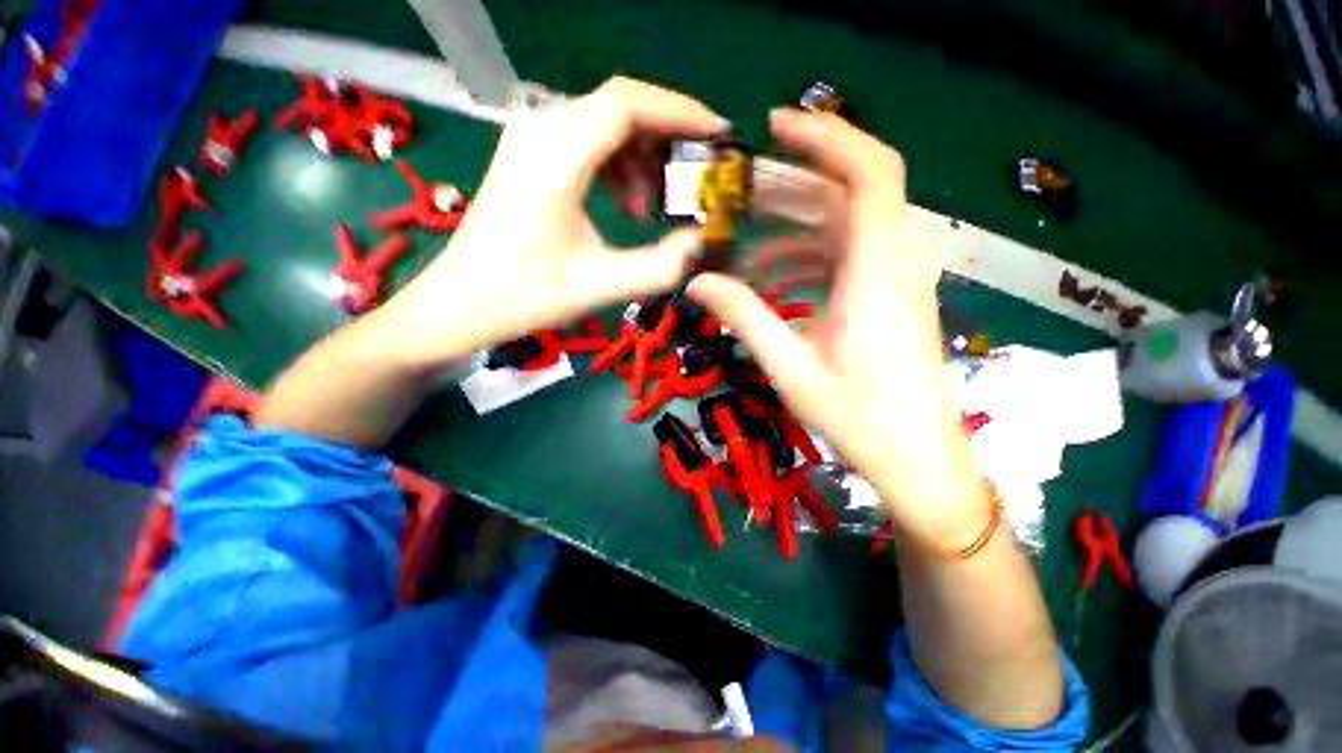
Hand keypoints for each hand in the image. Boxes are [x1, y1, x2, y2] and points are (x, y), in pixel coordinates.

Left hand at [380, 77, 728, 366]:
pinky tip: (624, 207)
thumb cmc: (526, 296)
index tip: (718, 136)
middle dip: (666, 140)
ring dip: (640, 160)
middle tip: (693, 181)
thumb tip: (700, 242)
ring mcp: (532, 142)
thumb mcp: (600, 284)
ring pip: (605, 127)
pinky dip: (617, 168)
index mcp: (556, 154)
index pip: (628, 103)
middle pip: (619, 109)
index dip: (681, 112)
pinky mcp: (530, 159)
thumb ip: (659, 265)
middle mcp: (541, 131)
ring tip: (650, 210)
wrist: (462, 304)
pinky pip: (588, 145)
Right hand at [689, 109, 987, 546]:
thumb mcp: (791, 368)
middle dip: (792, 185)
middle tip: (739, 195)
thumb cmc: (859, 419)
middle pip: (850, 194)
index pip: (868, 173)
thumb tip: (696, 282)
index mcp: (876, 274)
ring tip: (744, 246)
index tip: (774, 128)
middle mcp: (894, 264)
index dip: (827, 137)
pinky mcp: (889, 298)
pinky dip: (808, 259)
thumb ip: (745, 317)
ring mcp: (895, 280)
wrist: (917, 458)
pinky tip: (774, 280)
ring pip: (845, 227)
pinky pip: (847, 259)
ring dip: (794, 229)